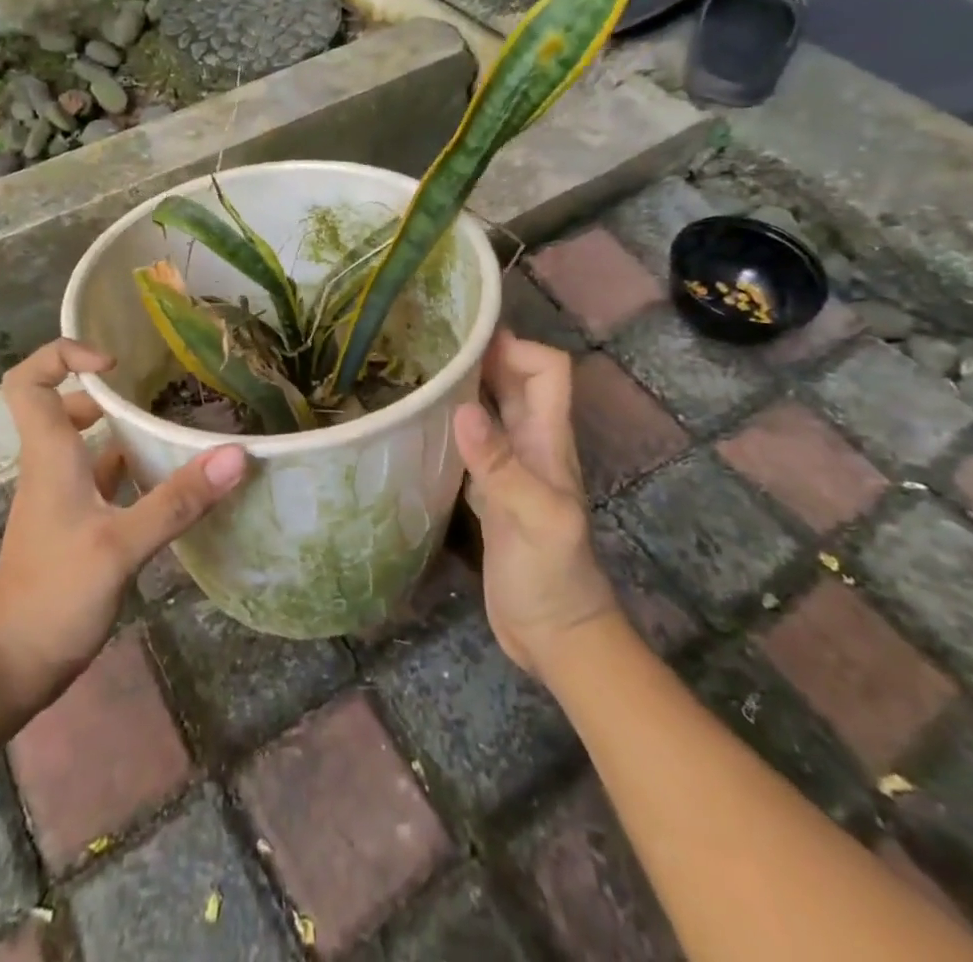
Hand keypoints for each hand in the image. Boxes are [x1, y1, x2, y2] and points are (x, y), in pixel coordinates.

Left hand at [0, 339, 248, 716]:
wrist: (11, 668)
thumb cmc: (55, 596)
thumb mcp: (122, 546)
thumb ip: (178, 500)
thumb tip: (235, 455)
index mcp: (49, 455)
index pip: (29, 381)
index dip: (63, 356)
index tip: (114, 365)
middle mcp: (51, 467)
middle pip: (62, 405)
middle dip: (106, 393)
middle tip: (155, 394)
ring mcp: (61, 498)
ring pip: (87, 445)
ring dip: (124, 433)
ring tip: (174, 431)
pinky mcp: (75, 525)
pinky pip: (102, 480)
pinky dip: (131, 472)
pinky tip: (168, 484)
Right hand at [453, 331, 617, 678]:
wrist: (554, 636)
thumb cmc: (553, 576)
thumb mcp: (532, 519)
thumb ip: (500, 466)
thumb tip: (462, 409)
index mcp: (549, 441)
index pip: (548, 370)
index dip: (516, 346)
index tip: (468, 338)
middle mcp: (532, 444)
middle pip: (516, 381)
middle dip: (482, 355)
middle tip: (429, 342)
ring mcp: (510, 467)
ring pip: (492, 408)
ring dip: (465, 385)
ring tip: (418, 370)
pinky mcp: (490, 490)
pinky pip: (473, 441)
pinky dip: (452, 422)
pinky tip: (420, 421)